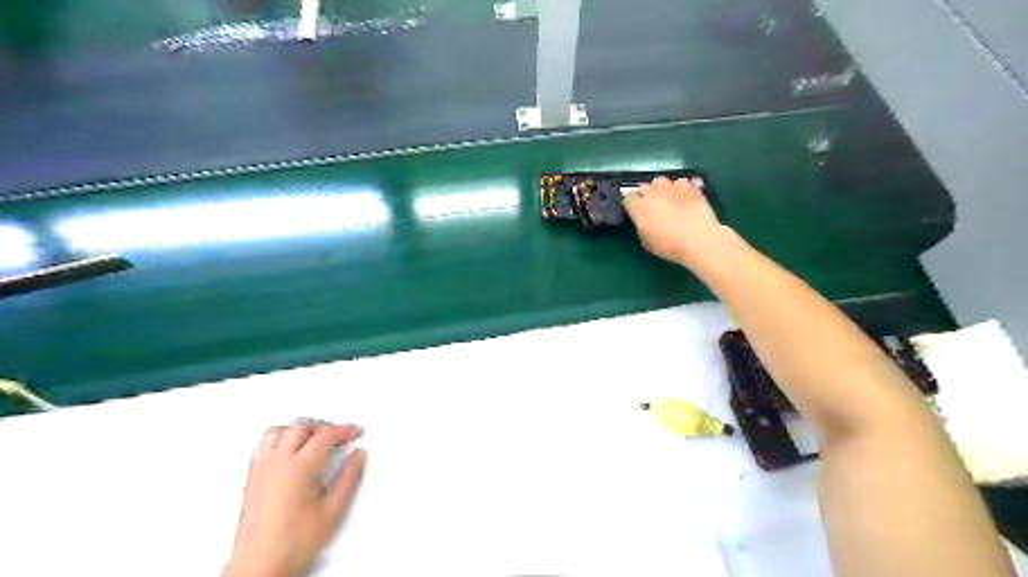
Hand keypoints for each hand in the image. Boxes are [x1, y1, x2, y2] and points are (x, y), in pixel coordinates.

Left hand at [225, 419, 367, 575]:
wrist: (259, 569)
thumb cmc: (289, 546)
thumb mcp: (332, 512)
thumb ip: (348, 479)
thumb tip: (358, 457)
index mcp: (298, 468)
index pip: (325, 435)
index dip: (345, 430)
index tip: (356, 432)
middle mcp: (276, 464)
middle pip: (301, 427)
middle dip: (324, 427)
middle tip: (339, 436)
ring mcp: (260, 470)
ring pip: (280, 431)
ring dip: (300, 430)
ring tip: (316, 438)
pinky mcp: (251, 479)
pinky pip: (265, 445)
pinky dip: (282, 439)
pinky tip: (291, 449)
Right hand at [623, 175, 725, 268]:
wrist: (699, 240)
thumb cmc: (670, 246)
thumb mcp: (647, 242)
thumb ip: (641, 227)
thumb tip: (642, 221)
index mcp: (639, 208)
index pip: (628, 199)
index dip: (631, 206)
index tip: (635, 213)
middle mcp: (653, 193)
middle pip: (642, 187)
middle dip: (644, 195)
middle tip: (650, 207)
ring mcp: (671, 188)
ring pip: (659, 180)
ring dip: (659, 188)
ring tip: (665, 198)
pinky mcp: (689, 187)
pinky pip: (679, 182)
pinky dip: (678, 188)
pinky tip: (682, 197)